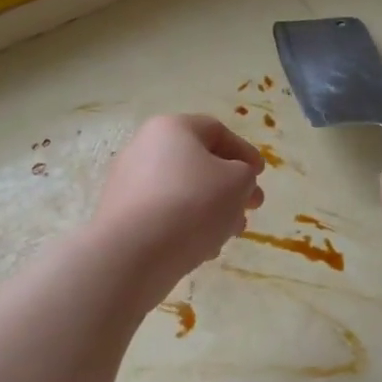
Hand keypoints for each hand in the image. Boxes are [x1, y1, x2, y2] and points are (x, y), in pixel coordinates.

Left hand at [91, 115, 265, 297]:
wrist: (131, 253)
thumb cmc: (192, 204)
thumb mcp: (237, 182)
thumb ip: (245, 175)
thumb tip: (233, 181)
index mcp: (171, 128)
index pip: (216, 130)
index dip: (244, 151)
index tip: (260, 175)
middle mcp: (144, 147)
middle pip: (197, 162)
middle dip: (230, 186)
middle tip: (251, 208)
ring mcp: (127, 182)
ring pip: (181, 191)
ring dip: (211, 209)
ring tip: (229, 234)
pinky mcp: (120, 215)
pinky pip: (162, 214)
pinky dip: (186, 225)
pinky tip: (202, 249)